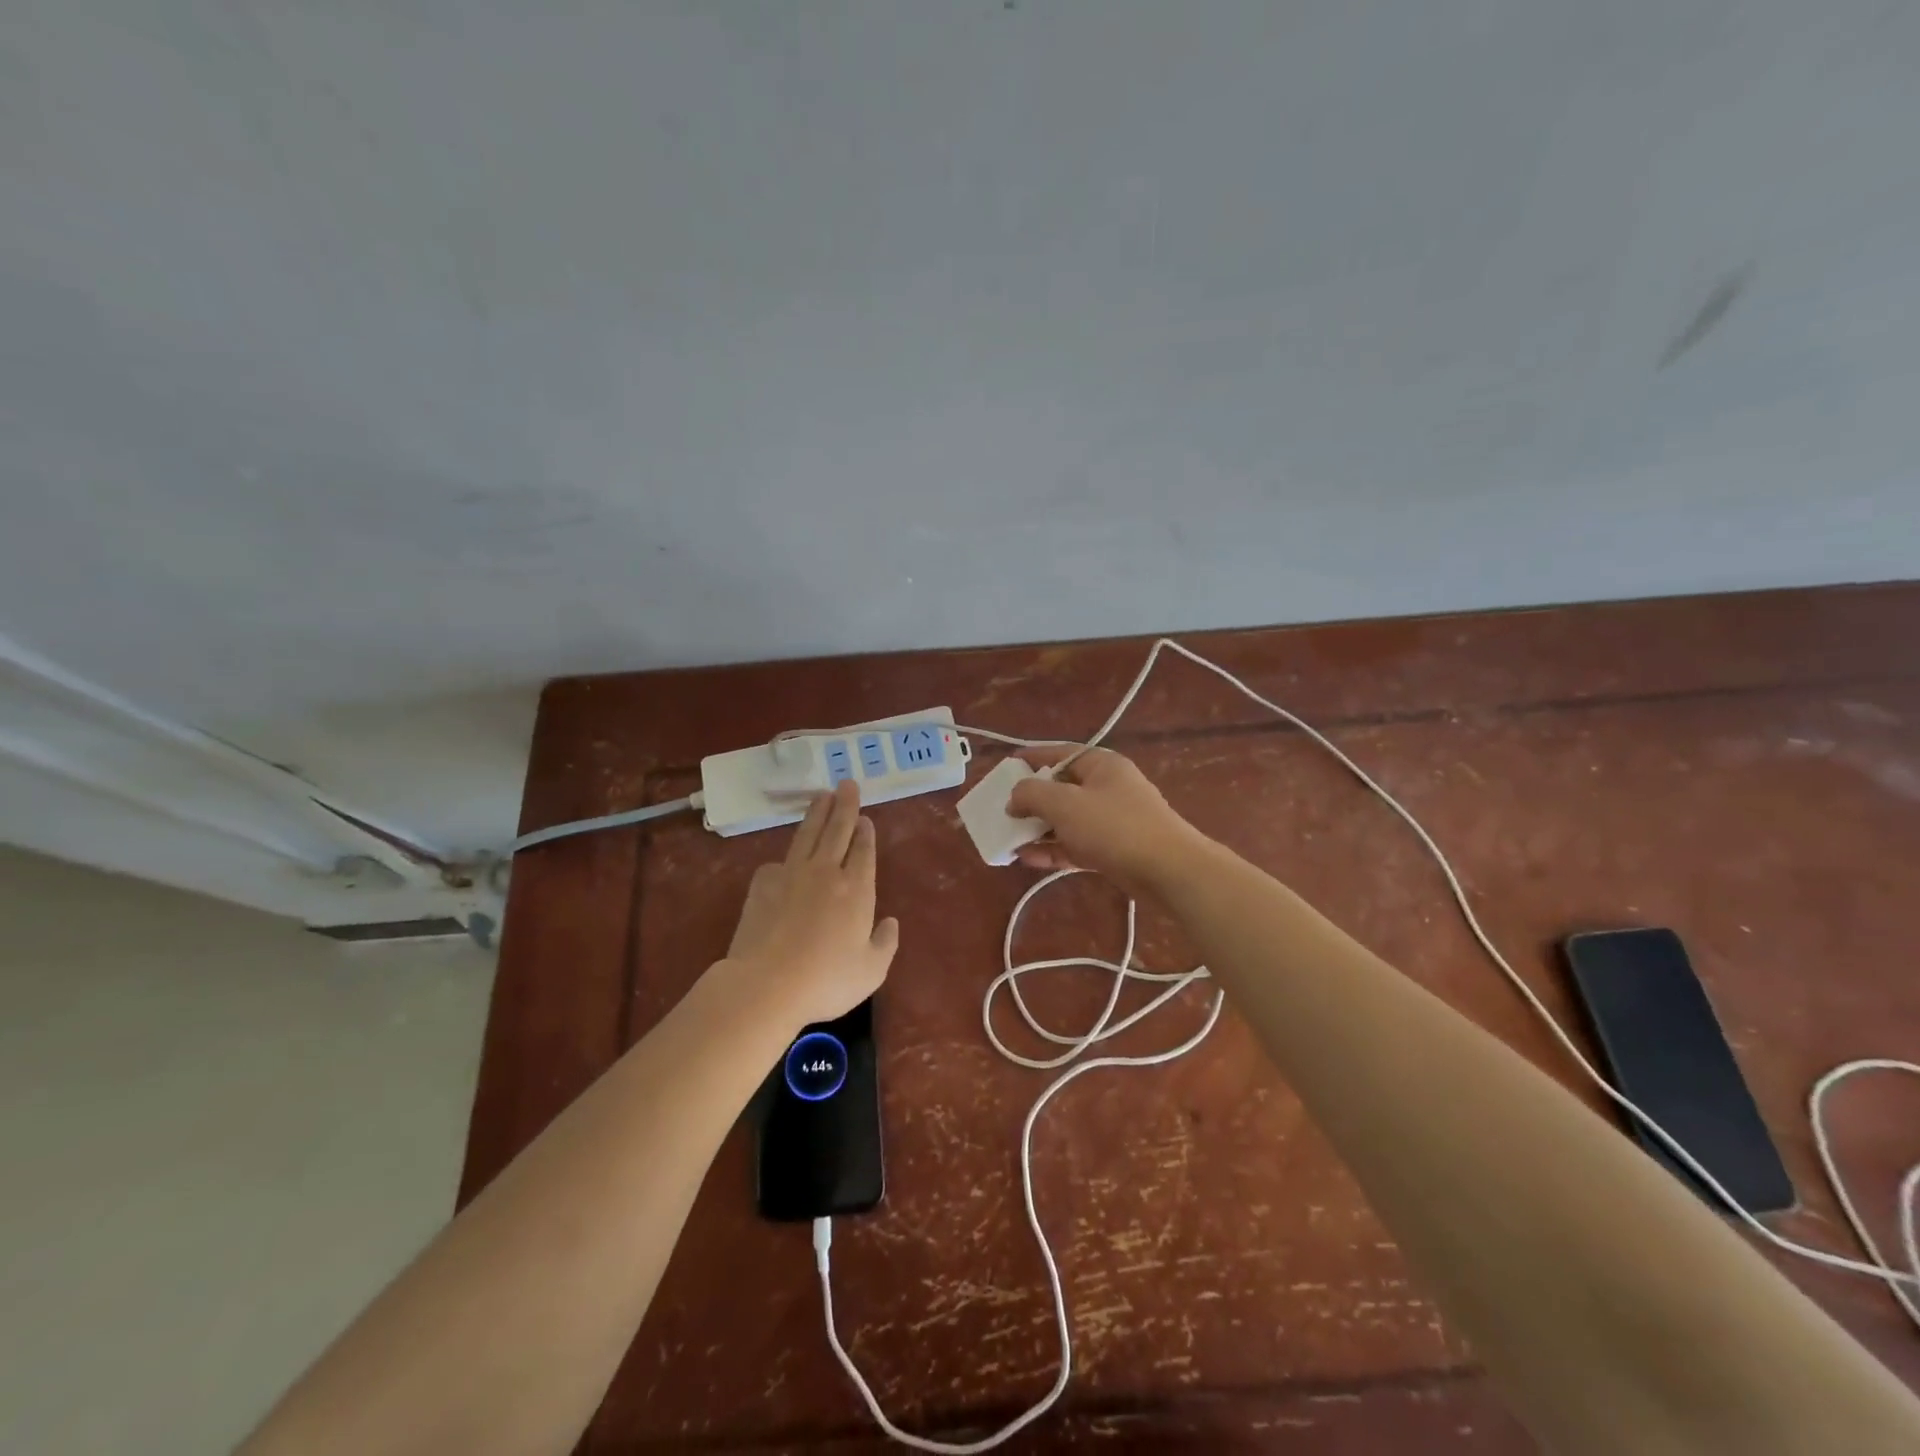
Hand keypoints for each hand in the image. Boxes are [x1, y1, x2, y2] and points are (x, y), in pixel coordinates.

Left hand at [722, 779, 899, 1028]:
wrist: (767, 984)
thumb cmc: (826, 980)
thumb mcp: (871, 971)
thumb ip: (885, 944)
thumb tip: (890, 923)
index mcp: (856, 889)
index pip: (863, 851)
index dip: (865, 833)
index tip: (865, 818)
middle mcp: (826, 873)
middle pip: (837, 830)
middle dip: (845, 806)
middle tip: (847, 784)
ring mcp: (791, 875)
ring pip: (808, 835)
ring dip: (816, 813)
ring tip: (822, 795)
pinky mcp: (762, 885)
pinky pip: (778, 863)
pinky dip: (785, 857)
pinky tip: (784, 860)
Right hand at [1007, 746, 1210, 898]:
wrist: (1168, 871)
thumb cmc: (1114, 827)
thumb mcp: (1065, 804)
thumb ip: (1032, 794)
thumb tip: (1014, 797)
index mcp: (1101, 765)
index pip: (1059, 753)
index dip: (1030, 758)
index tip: (1004, 768)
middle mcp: (1107, 787)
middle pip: (1061, 788)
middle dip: (1030, 801)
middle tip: (1002, 811)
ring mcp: (1112, 820)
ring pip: (1066, 819)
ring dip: (1038, 828)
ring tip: (1007, 839)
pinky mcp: (1113, 849)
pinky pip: (1076, 844)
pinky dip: (1053, 848)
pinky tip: (1027, 858)